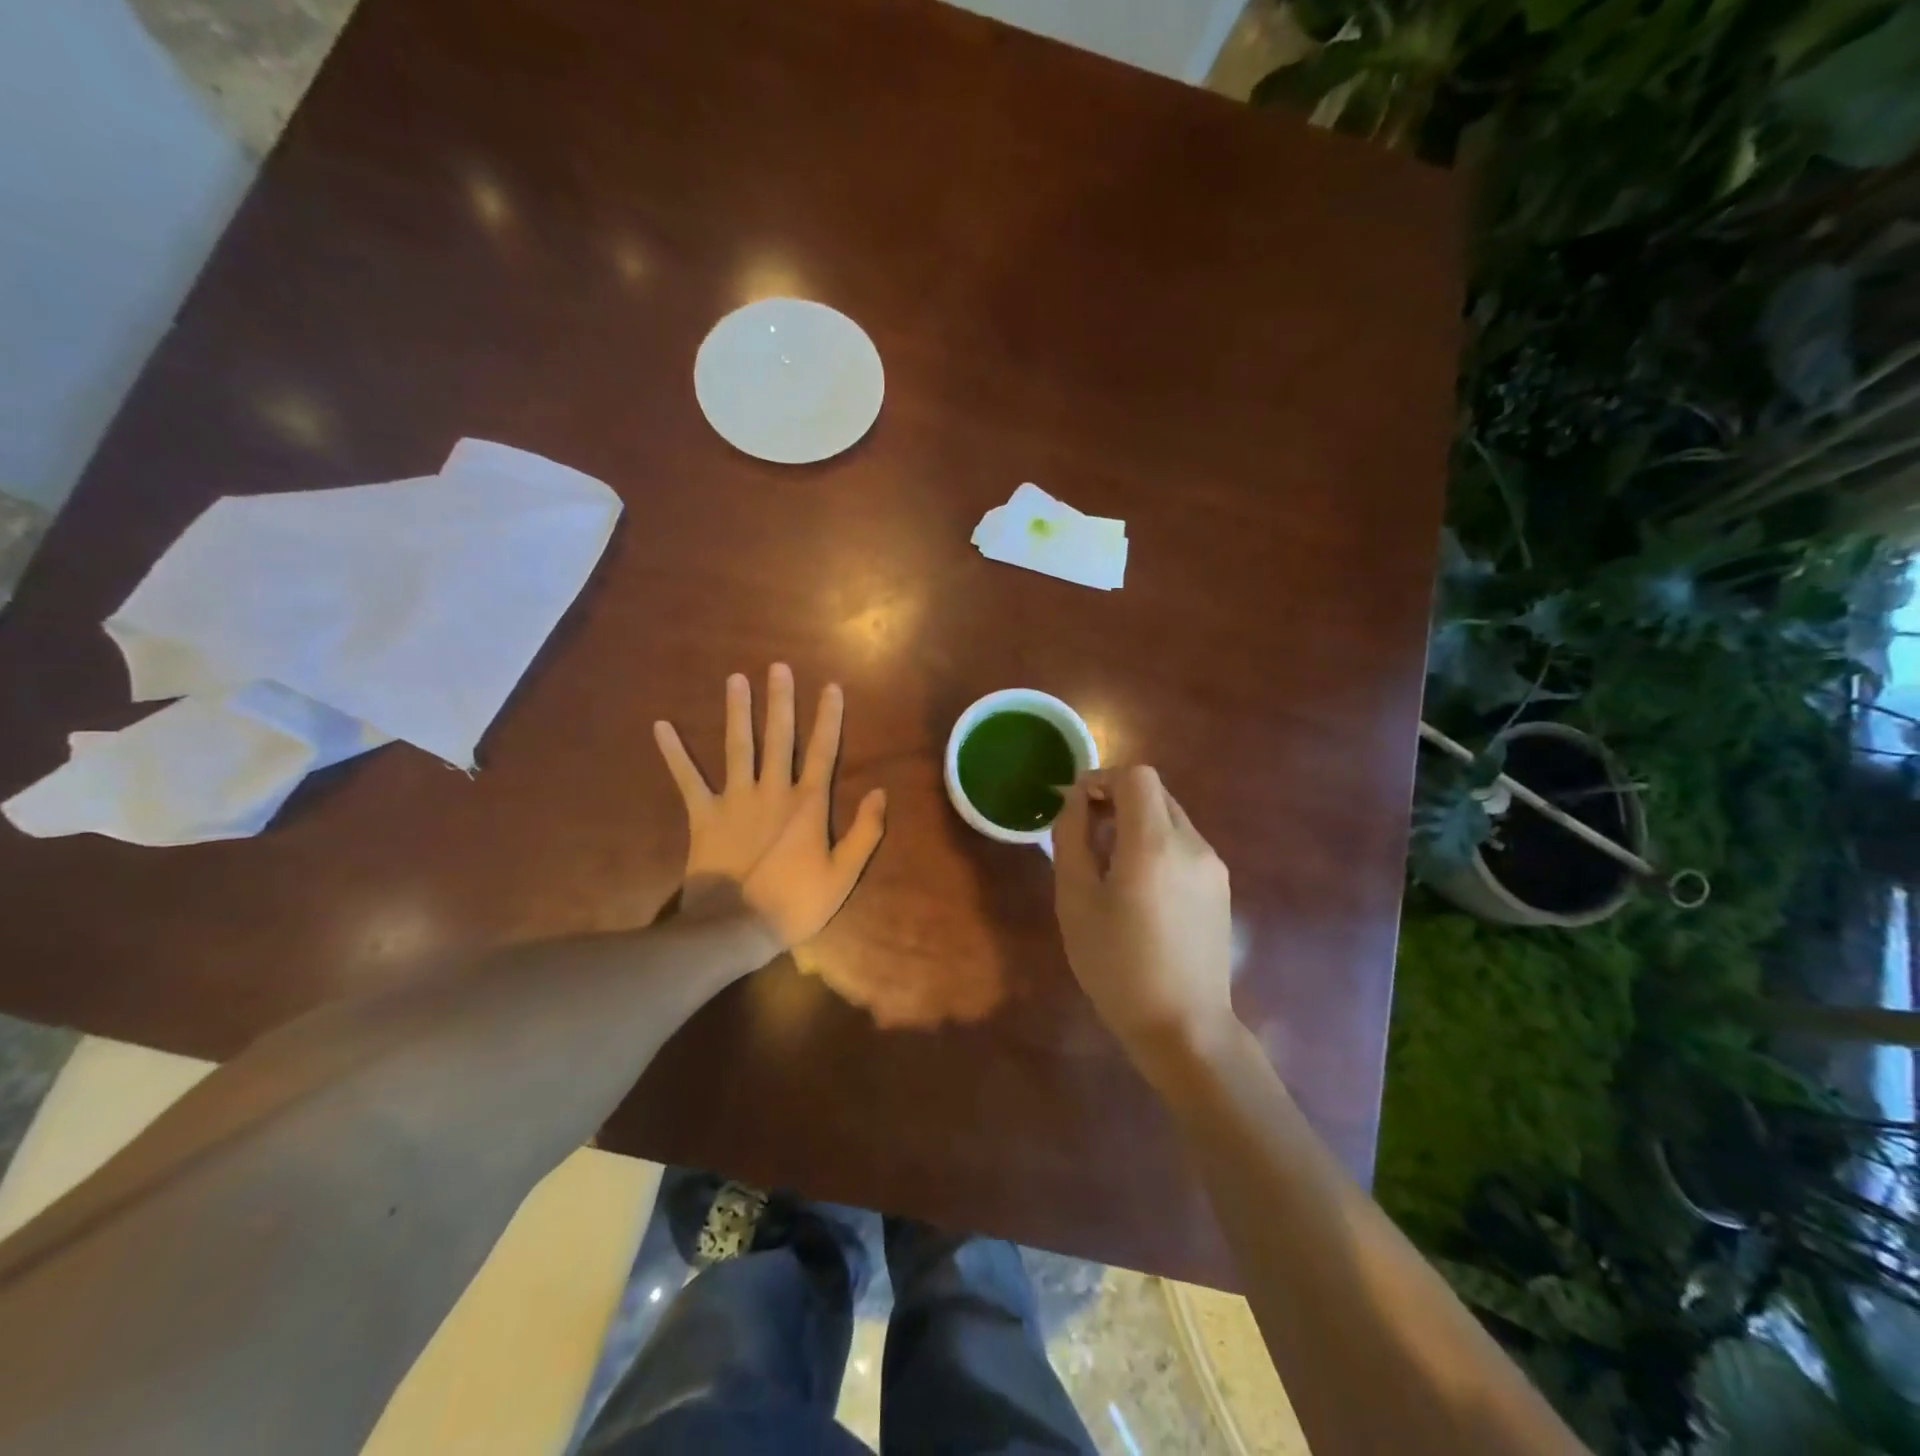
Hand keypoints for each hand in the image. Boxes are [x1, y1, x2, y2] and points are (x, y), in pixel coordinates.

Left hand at [654, 664, 885, 952]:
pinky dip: (674, 753)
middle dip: (780, 701)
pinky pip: (687, 779)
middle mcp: (773, 791)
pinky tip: (661, 726)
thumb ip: (865, 832)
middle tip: (777, 667)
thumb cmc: (795, 904)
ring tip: (735, 679)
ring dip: (737, 711)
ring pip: (738, 746)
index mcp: (808, 804)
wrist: (734, 928)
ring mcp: (735, 800)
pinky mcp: (704, 815)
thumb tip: (881, 793)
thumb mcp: (843, 875)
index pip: (823, 751)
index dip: (828, 718)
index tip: (830, 686)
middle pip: (779, 737)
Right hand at [1052, 766, 1236, 1074]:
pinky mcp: (1220, 888)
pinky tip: (1140, 889)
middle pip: (1155, 793)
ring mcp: (1212, 866)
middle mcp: (1191, 844)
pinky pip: (1184, 845)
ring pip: (1171, 818)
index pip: (1137, 776)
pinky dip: (1156, 845)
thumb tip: (1075, 801)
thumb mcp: (1075, 901)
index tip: (1077, 805)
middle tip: (1086, 833)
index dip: (1103, 778)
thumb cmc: (1117, 966)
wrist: (1183, 1027)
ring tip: (1109, 865)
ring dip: (1137, 822)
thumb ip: (1071, 838)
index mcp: (1153, 844)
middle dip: (1117, 799)